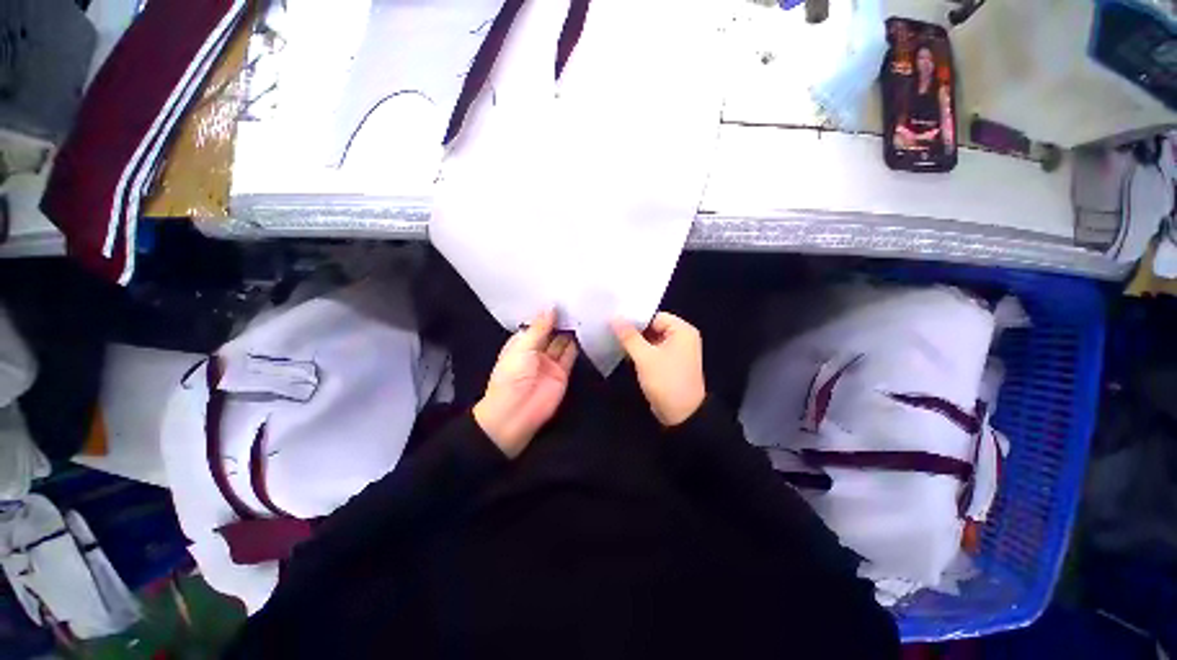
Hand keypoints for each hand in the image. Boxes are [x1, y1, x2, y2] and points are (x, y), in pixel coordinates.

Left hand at [474, 308, 577, 457]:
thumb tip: (551, 307)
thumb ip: (540, 328)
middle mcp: (536, 350)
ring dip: (570, 330)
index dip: (546, 312)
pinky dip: (577, 344)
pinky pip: (571, 355)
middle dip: (561, 319)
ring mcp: (550, 362)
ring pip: (562, 342)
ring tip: (583, 311)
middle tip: (576, 299)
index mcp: (521, 343)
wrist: (515, 413)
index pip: (535, 323)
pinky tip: (585, 330)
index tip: (560, 295)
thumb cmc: (512, 376)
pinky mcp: (562, 373)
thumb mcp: (523, 348)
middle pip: (550, 332)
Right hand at [612, 312, 705, 426]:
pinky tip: (625, 353)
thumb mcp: (645, 357)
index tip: (615, 322)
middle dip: (634, 331)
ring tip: (614, 340)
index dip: (636, 319)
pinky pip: (654, 351)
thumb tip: (614, 318)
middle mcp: (682, 338)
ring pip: (652, 340)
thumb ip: (629, 336)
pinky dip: (642, 352)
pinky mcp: (671, 364)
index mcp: (682, 331)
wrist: (682, 415)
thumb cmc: (666, 381)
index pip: (655, 316)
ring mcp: (677, 352)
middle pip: (654, 327)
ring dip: (636, 342)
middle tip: (611, 331)